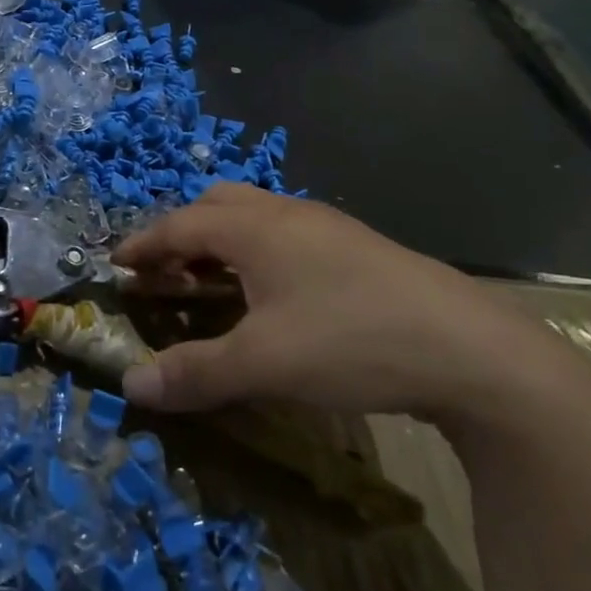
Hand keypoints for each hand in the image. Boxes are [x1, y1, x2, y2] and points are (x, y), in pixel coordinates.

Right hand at [113, 185, 580, 425]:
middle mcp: (287, 214)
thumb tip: (131, 385)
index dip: (143, 245)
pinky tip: (273, 296)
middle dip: (181, 234)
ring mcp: (328, 227)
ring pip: (255, 217)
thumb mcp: (263, 363)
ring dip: (222, 242)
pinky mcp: (358, 249)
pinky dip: (257, 253)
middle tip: (165, 274)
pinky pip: (286, 235)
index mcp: (255, 228)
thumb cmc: (352, 342)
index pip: (179, 225)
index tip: (117, 264)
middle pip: (216, 205)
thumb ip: (194, 372)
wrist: (474, 351)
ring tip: (213, 284)